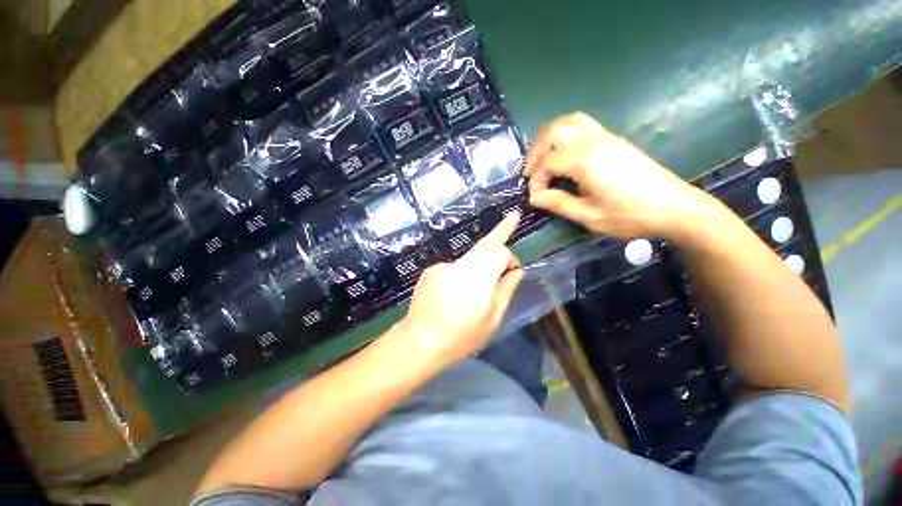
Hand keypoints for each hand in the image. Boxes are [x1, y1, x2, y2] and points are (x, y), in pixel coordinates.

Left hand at [395, 212, 523, 369]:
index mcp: (479, 276)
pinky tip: (456, 292)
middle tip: (513, 216)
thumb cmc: (462, 336)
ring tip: (482, 277)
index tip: (513, 271)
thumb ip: (506, 290)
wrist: (420, 340)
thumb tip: (516, 271)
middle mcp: (462, 264)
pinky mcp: (432, 270)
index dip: (510, 259)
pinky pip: (455, 266)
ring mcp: (444, 265)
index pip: (500, 252)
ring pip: (471, 254)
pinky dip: (463, 273)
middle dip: (501, 230)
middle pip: (485, 243)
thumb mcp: (492, 319)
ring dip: (482, 258)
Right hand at [524, 112, 705, 238]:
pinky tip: (563, 154)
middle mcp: (593, 141)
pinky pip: (582, 125)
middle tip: (530, 171)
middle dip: (536, 150)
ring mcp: (605, 137)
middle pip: (554, 130)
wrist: (673, 207)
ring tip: (543, 158)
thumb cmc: (629, 215)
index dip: (536, 179)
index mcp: (585, 160)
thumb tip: (534, 197)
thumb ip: (558, 203)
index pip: (548, 162)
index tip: (535, 196)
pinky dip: (565, 135)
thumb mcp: (588, 216)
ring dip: (550, 136)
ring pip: (569, 121)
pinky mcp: (613, 140)